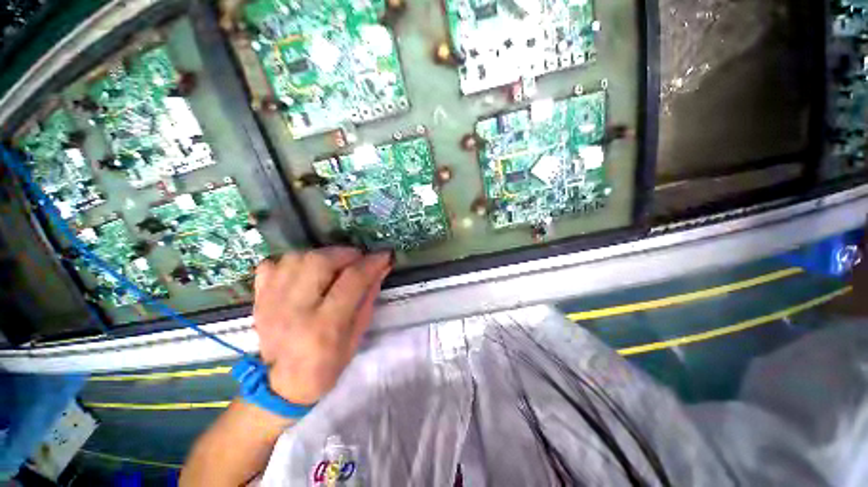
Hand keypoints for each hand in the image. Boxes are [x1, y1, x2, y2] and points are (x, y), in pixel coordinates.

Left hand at [252, 248, 391, 404]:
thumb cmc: (326, 365)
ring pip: (297, 257)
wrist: (279, 387)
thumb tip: (381, 268)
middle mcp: (295, 309)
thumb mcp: (357, 336)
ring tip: (334, 264)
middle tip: (357, 259)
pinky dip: (292, 261)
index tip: (384, 255)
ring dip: (322, 255)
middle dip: (346, 253)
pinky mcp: (258, 299)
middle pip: (320, 261)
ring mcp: (271, 302)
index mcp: (324, 325)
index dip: (372, 262)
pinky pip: (273, 264)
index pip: (352, 280)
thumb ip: (368, 297)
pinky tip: (304, 271)